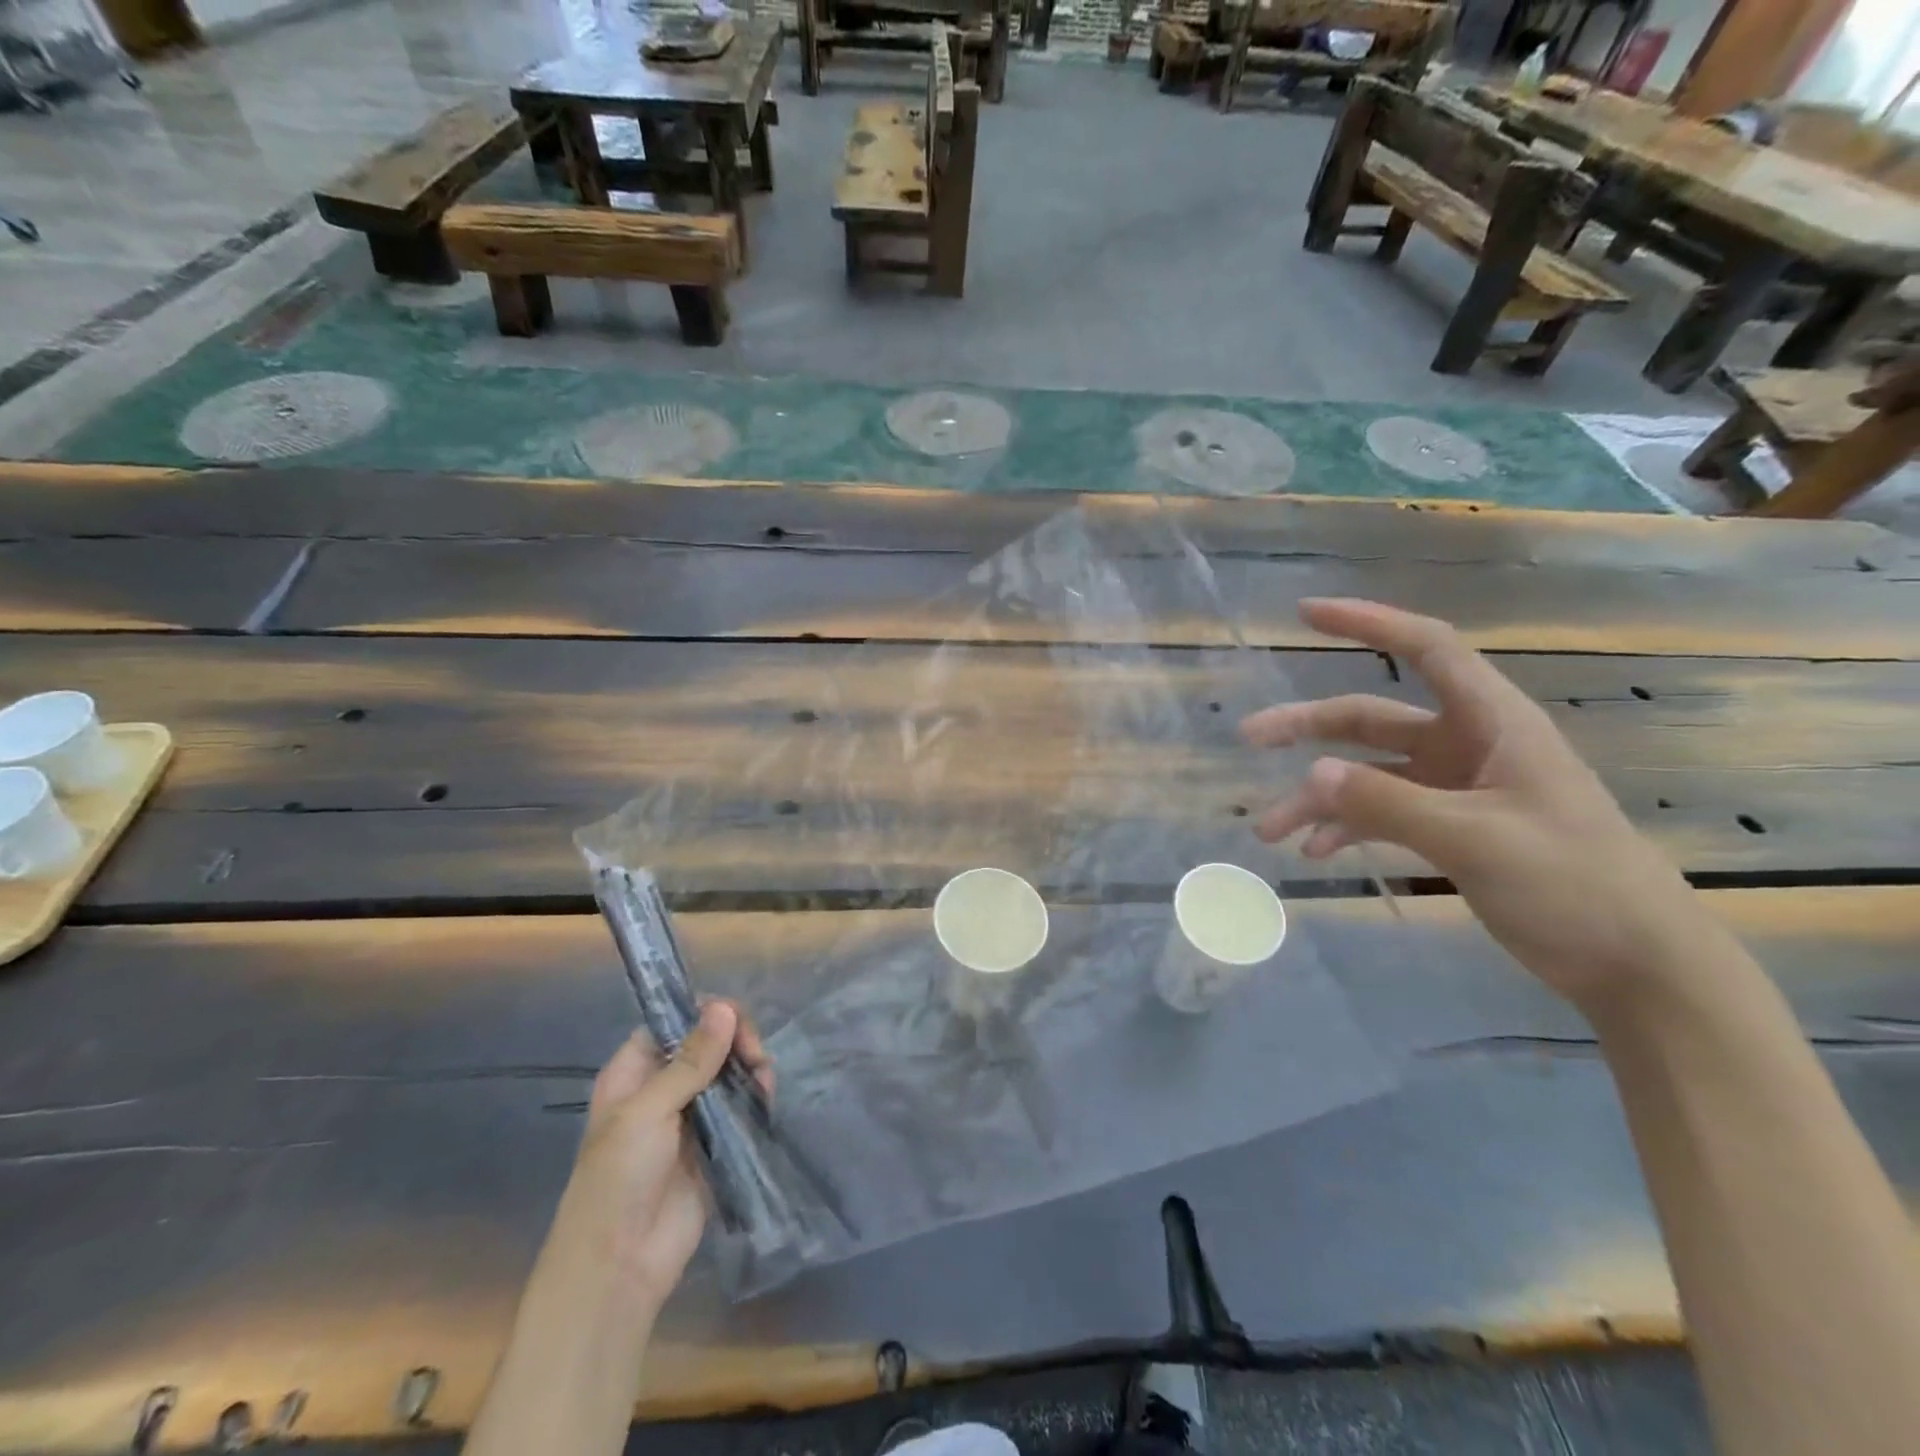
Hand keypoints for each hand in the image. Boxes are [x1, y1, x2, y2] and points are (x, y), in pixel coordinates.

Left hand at [543, 1000, 771, 1318]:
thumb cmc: (618, 1180)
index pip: (672, 1023)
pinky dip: (756, 1096)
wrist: (619, 1268)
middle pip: (706, 1045)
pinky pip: (740, 1108)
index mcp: (633, 1074)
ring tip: (764, 1077)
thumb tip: (724, 1008)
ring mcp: (690, 1118)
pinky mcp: (715, 1145)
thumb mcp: (648, 1111)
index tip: (734, 1019)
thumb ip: (691, 1061)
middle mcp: (662, 1089)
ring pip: (726, 1074)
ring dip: (749, 1067)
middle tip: (754, 1054)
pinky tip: (767, 1095)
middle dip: (734, 1040)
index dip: (704, 1014)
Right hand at [1241, 598, 1708, 1012]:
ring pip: (1367, 774)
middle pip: (1373, 716)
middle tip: (1250, 736)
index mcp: (1491, 723)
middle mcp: (1467, 745)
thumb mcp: (1475, 838)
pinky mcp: (1449, 828)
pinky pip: (1380, 813)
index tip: (1305, 614)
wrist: (1634, 963)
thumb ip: (1388, 802)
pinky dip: (1345, 827)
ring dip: (1318, 797)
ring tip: (1269, 829)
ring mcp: (1455, 789)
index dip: (1368, 622)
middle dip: (1309, 726)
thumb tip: (1312, 773)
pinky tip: (1315, 851)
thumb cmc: (1573, 883)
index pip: (1426, 648)